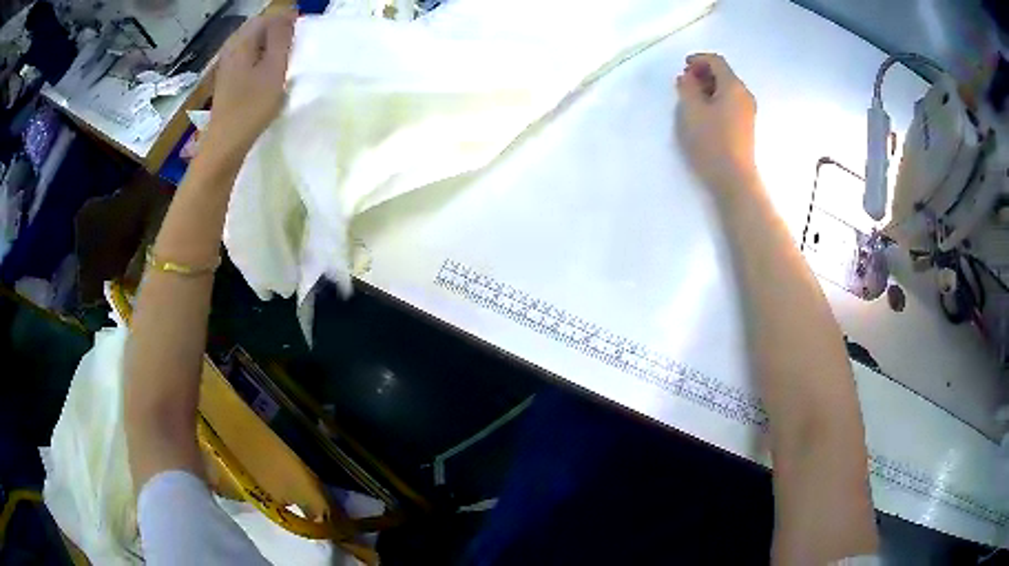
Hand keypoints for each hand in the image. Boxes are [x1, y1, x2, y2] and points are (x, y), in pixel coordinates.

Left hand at [204, 11, 295, 163]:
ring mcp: (227, 65)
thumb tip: (288, 12)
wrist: (224, 146)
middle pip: (258, 28)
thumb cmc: (251, 107)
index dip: (286, 21)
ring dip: (269, 47)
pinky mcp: (227, 80)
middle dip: (277, 32)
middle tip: (294, 48)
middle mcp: (231, 49)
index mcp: (241, 42)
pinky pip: (247, 58)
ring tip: (283, 61)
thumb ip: (281, 37)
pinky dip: (260, 60)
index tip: (300, 36)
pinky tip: (267, 75)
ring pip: (252, 44)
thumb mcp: (273, 68)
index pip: (267, 17)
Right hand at [675, 53, 756, 186]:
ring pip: (727, 89)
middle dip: (703, 73)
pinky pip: (730, 102)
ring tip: (691, 98)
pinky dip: (716, 99)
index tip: (683, 66)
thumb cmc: (711, 141)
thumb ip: (687, 88)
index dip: (698, 59)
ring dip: (709, 87)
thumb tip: (688, 78)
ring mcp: (748, 111)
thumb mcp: (691, 110)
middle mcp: (744, 95)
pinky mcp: (746, 126)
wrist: (734, 178)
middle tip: (685, 82)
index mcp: (733, 86)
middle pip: (724, 74)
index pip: (716, 61)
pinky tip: (704, 112)